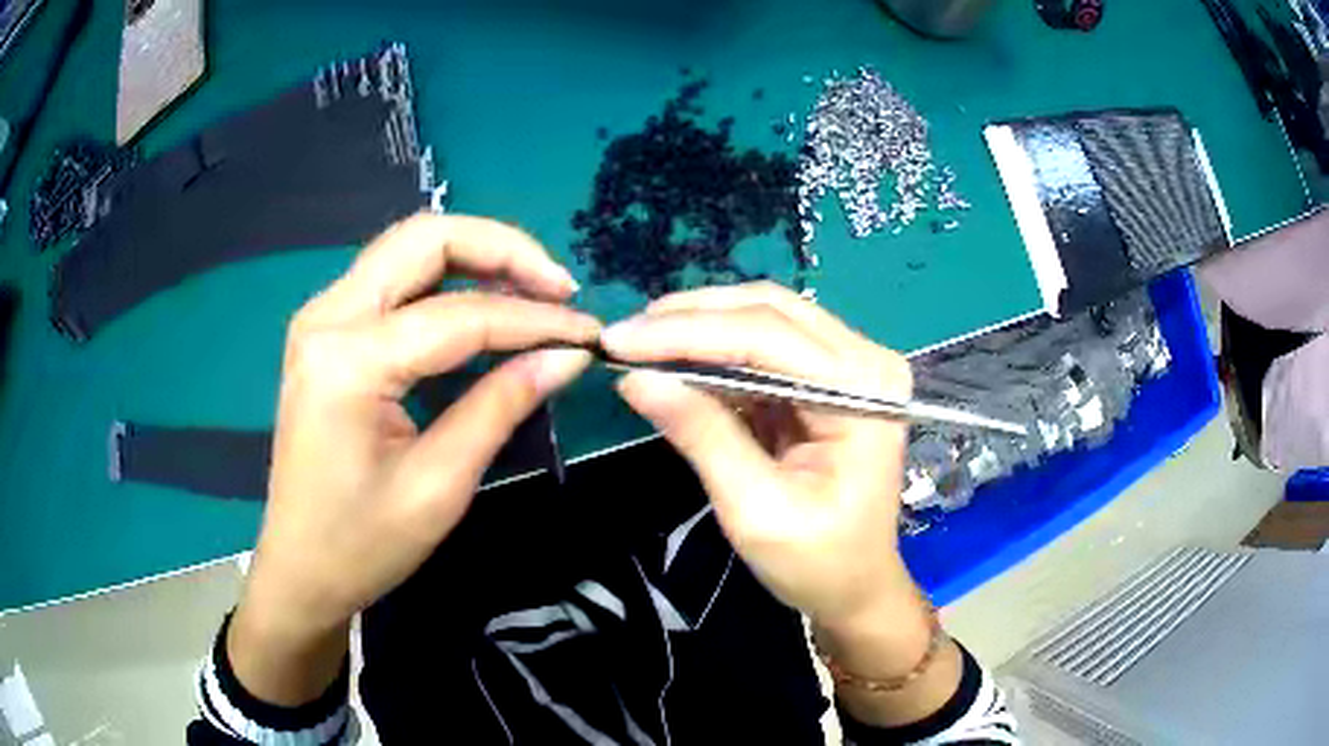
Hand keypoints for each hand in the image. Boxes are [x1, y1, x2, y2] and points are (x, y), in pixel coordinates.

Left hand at [229, 214, 599, 704]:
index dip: (533, 320)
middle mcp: (327, 316)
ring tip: (533, 294)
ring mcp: (322, 318)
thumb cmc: (363, 544)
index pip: (459, 314)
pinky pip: (395, 282)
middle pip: (425, 239)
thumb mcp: (440, 485)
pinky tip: (484, 308)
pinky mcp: (328, 332)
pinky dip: (447, 282)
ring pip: (410, 250)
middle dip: (502, 250)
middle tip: (559, 290)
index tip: (589, 333)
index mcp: (348, 360)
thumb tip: (569, 355)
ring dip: (476, 258)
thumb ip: (502, 406)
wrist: (300, 569)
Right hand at [603, 281, 915, 626]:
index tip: (618, 340)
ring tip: (641, 342)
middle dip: (691, 318)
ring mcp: (851, 366)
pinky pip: (766, 347)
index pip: (767, 336)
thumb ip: (702, 435)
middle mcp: (865, 361)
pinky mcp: (829, 379)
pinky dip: (717, 351)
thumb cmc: (817, 562)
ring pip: (766, 319)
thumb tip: (635, 378)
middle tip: (624, 335)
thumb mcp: (755, 509)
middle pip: (770, 311)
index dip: (687, 332)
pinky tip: (676, 361)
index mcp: (864, 391)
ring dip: (701, 326)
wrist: (855, 588)